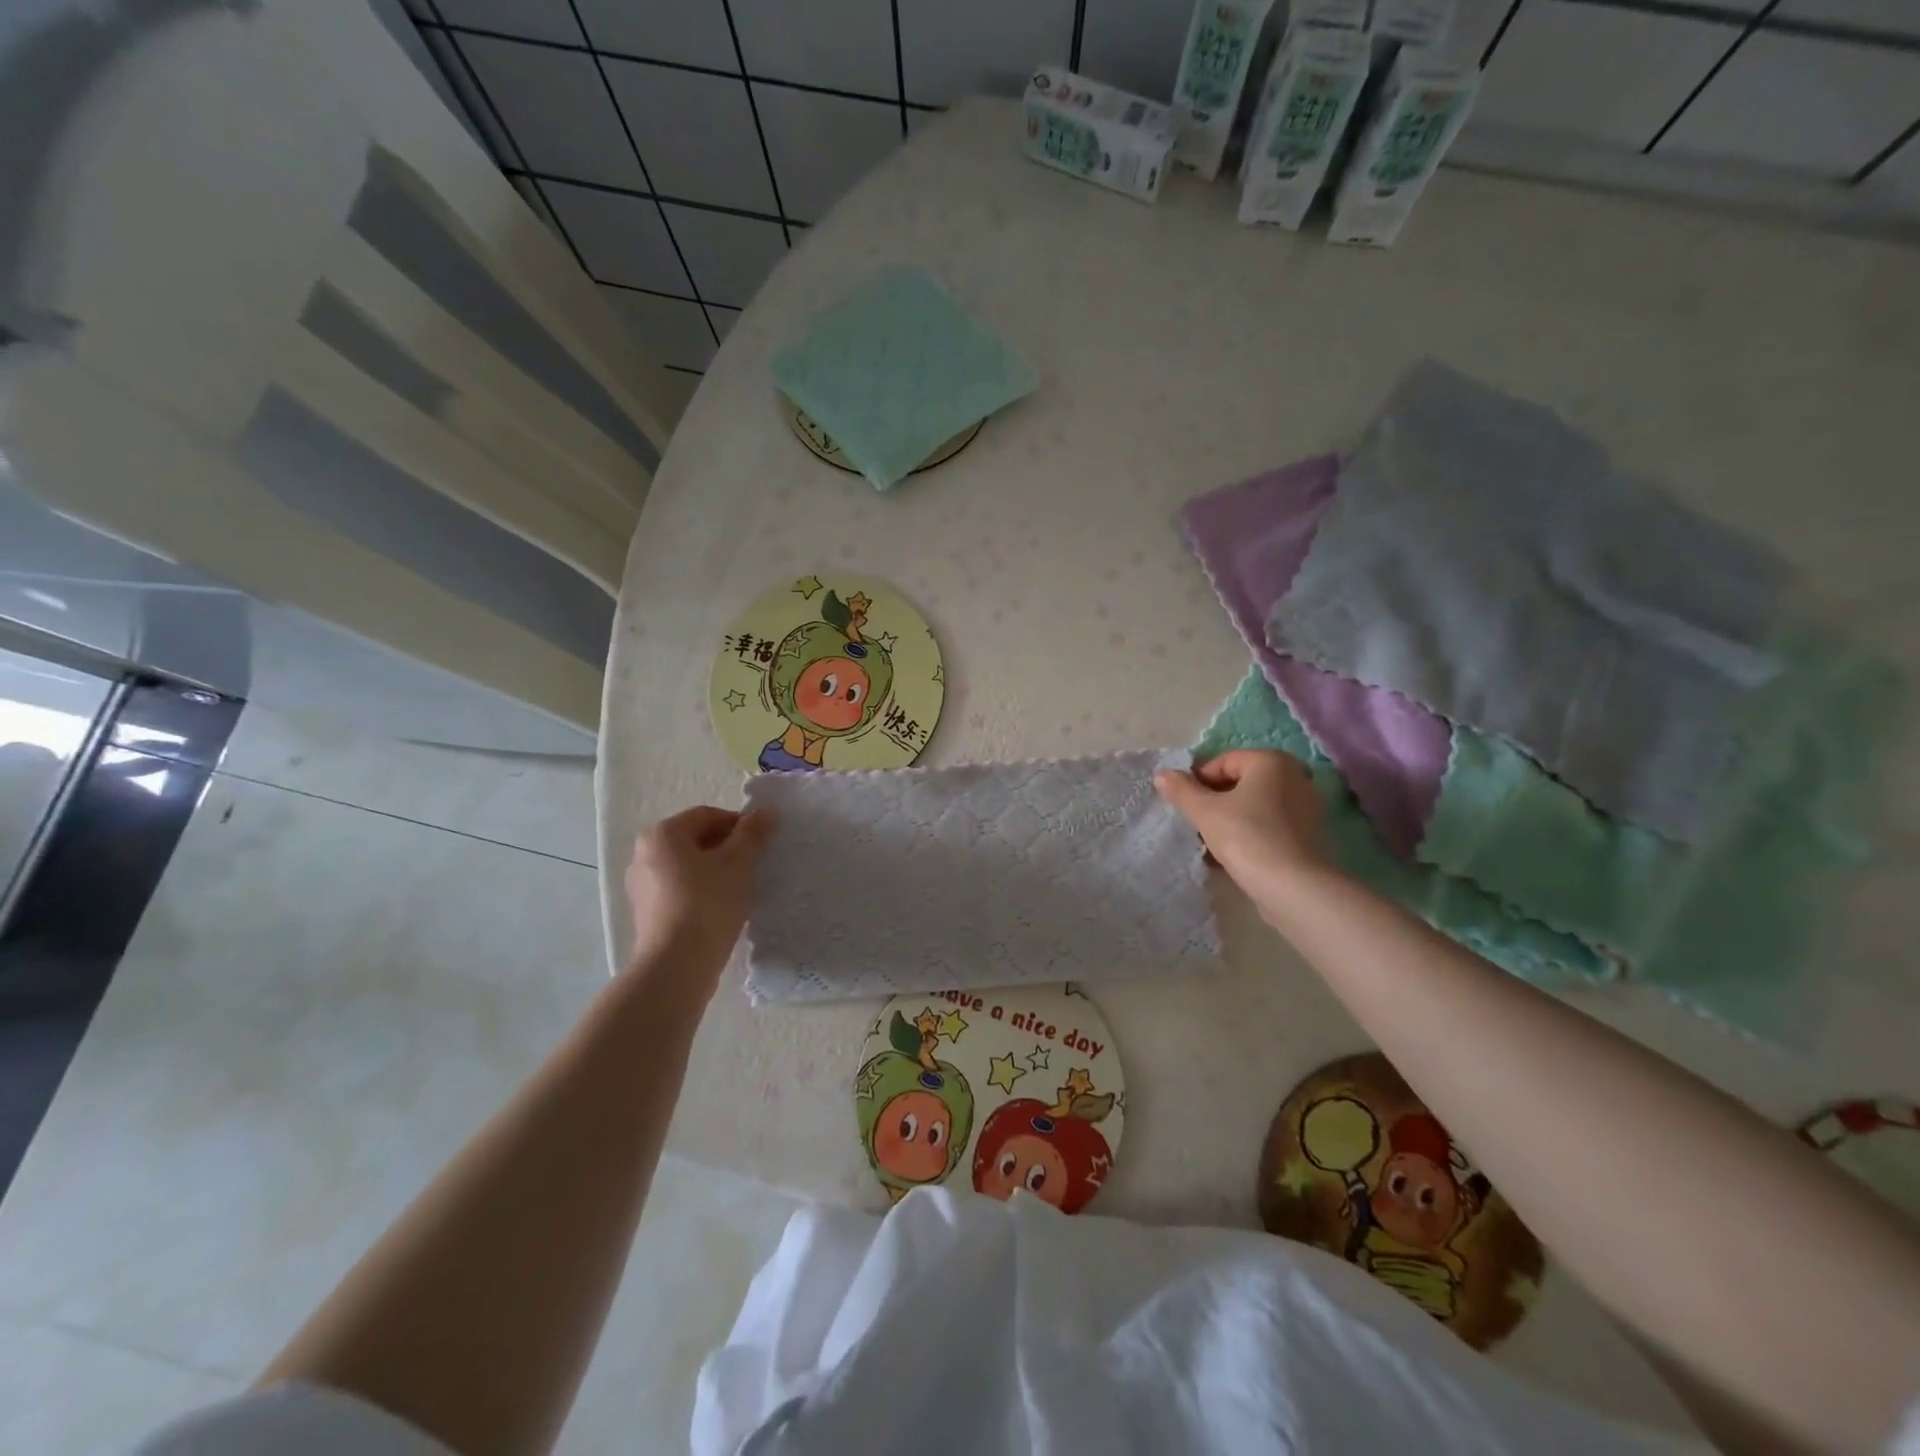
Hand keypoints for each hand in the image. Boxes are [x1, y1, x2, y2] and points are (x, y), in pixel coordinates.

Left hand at [624, 806, 773, 977]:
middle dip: (728, 848)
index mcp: (662, 834)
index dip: (740, 825)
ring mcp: (642, 886)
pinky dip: (703, 892)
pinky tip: (723, 909)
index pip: (708, 815)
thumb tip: (767, 810)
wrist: (677, 965)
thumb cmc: (708, 902)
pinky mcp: (647, 914)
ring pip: (689, 867)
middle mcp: (644, 854)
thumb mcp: (739, 862)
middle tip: (755, 866)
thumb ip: (753, 833)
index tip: (762, 844)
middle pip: (696, 840)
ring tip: (741, 889)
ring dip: (717, 871)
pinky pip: (681, 891)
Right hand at [1154, 750, 1328, 891]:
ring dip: (1228, 820)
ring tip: (1207, 844)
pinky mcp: (1308, 835)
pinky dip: (1248, 834)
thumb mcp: (1205, 811)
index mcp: (1271, 761)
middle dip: (1213, 801)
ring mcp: (1305, 807)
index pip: (1223, 761)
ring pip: (1254, 807)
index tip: (1182, 804)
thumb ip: (1182, 790)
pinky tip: (1229, 857)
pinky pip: (1268, 826)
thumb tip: (1162, 774)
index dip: (1197, 780)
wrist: (1293, 887)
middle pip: (1240, 783)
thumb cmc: (1247, 837)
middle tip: (1194, 823)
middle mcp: (1295, 776)